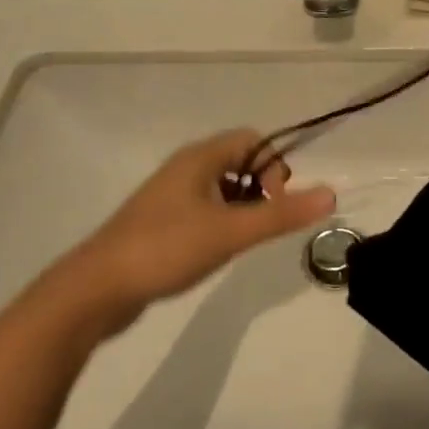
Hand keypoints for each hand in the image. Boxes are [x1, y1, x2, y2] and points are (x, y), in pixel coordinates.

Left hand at [70, 131, 335, 332]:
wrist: (96, 289)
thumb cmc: (166, 249)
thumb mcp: (230, 232)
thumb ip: (281, 214)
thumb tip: (331, 194)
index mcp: (200, 158)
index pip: (252, 139)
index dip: (273, 165)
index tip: (277, 201)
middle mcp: (185, 168)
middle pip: (239, 161)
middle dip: (261, 186)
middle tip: (264, 222)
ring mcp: (170, 195)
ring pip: (222, 187)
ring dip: (243, 205)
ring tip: (243, 239)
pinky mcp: (161, 221)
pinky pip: (204, 207)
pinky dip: (221, 220)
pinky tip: (218, 250)